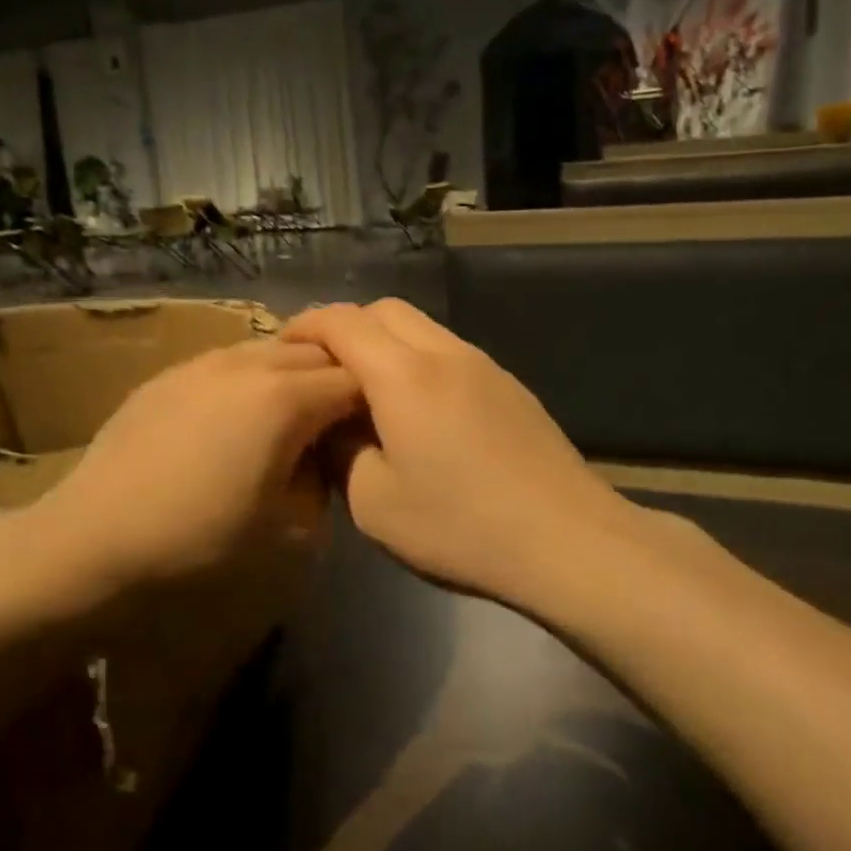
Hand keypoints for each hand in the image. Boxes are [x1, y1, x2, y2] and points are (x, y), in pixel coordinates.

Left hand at [35, 339, 360, 588]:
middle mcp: (248, 365)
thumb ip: (321, 480)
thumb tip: (320, 457)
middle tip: (339, 419)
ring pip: (271, 347)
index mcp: (285, 400)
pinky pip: (230, 359)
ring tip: (291, 413)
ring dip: (295, 371)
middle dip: (339, 377)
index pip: (354, 381)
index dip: (374, 403)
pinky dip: (253, 376)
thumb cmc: (197, 540)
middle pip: (317, 351)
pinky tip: (237, 414)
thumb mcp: (287, 528)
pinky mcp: (171, 372)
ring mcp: (204, 362)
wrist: (94, 536)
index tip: (375, 431)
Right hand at [283, 300, 643, 604]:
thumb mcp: (373, 503)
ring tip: (369, 391)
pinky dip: (419, 361)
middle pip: (384, 310)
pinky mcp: (510, 386)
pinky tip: (421, 411)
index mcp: (402, 375)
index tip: (284, 348)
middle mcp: (444, 353)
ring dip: (386, 343)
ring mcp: (484, 366)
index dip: (305, 326)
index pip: (341, 322)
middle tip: (325, 370)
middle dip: (345, 327)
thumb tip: (332, 423)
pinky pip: (450, 351)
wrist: (566, 540)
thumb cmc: (460, 526)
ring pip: (422, 327)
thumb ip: (340, 450)